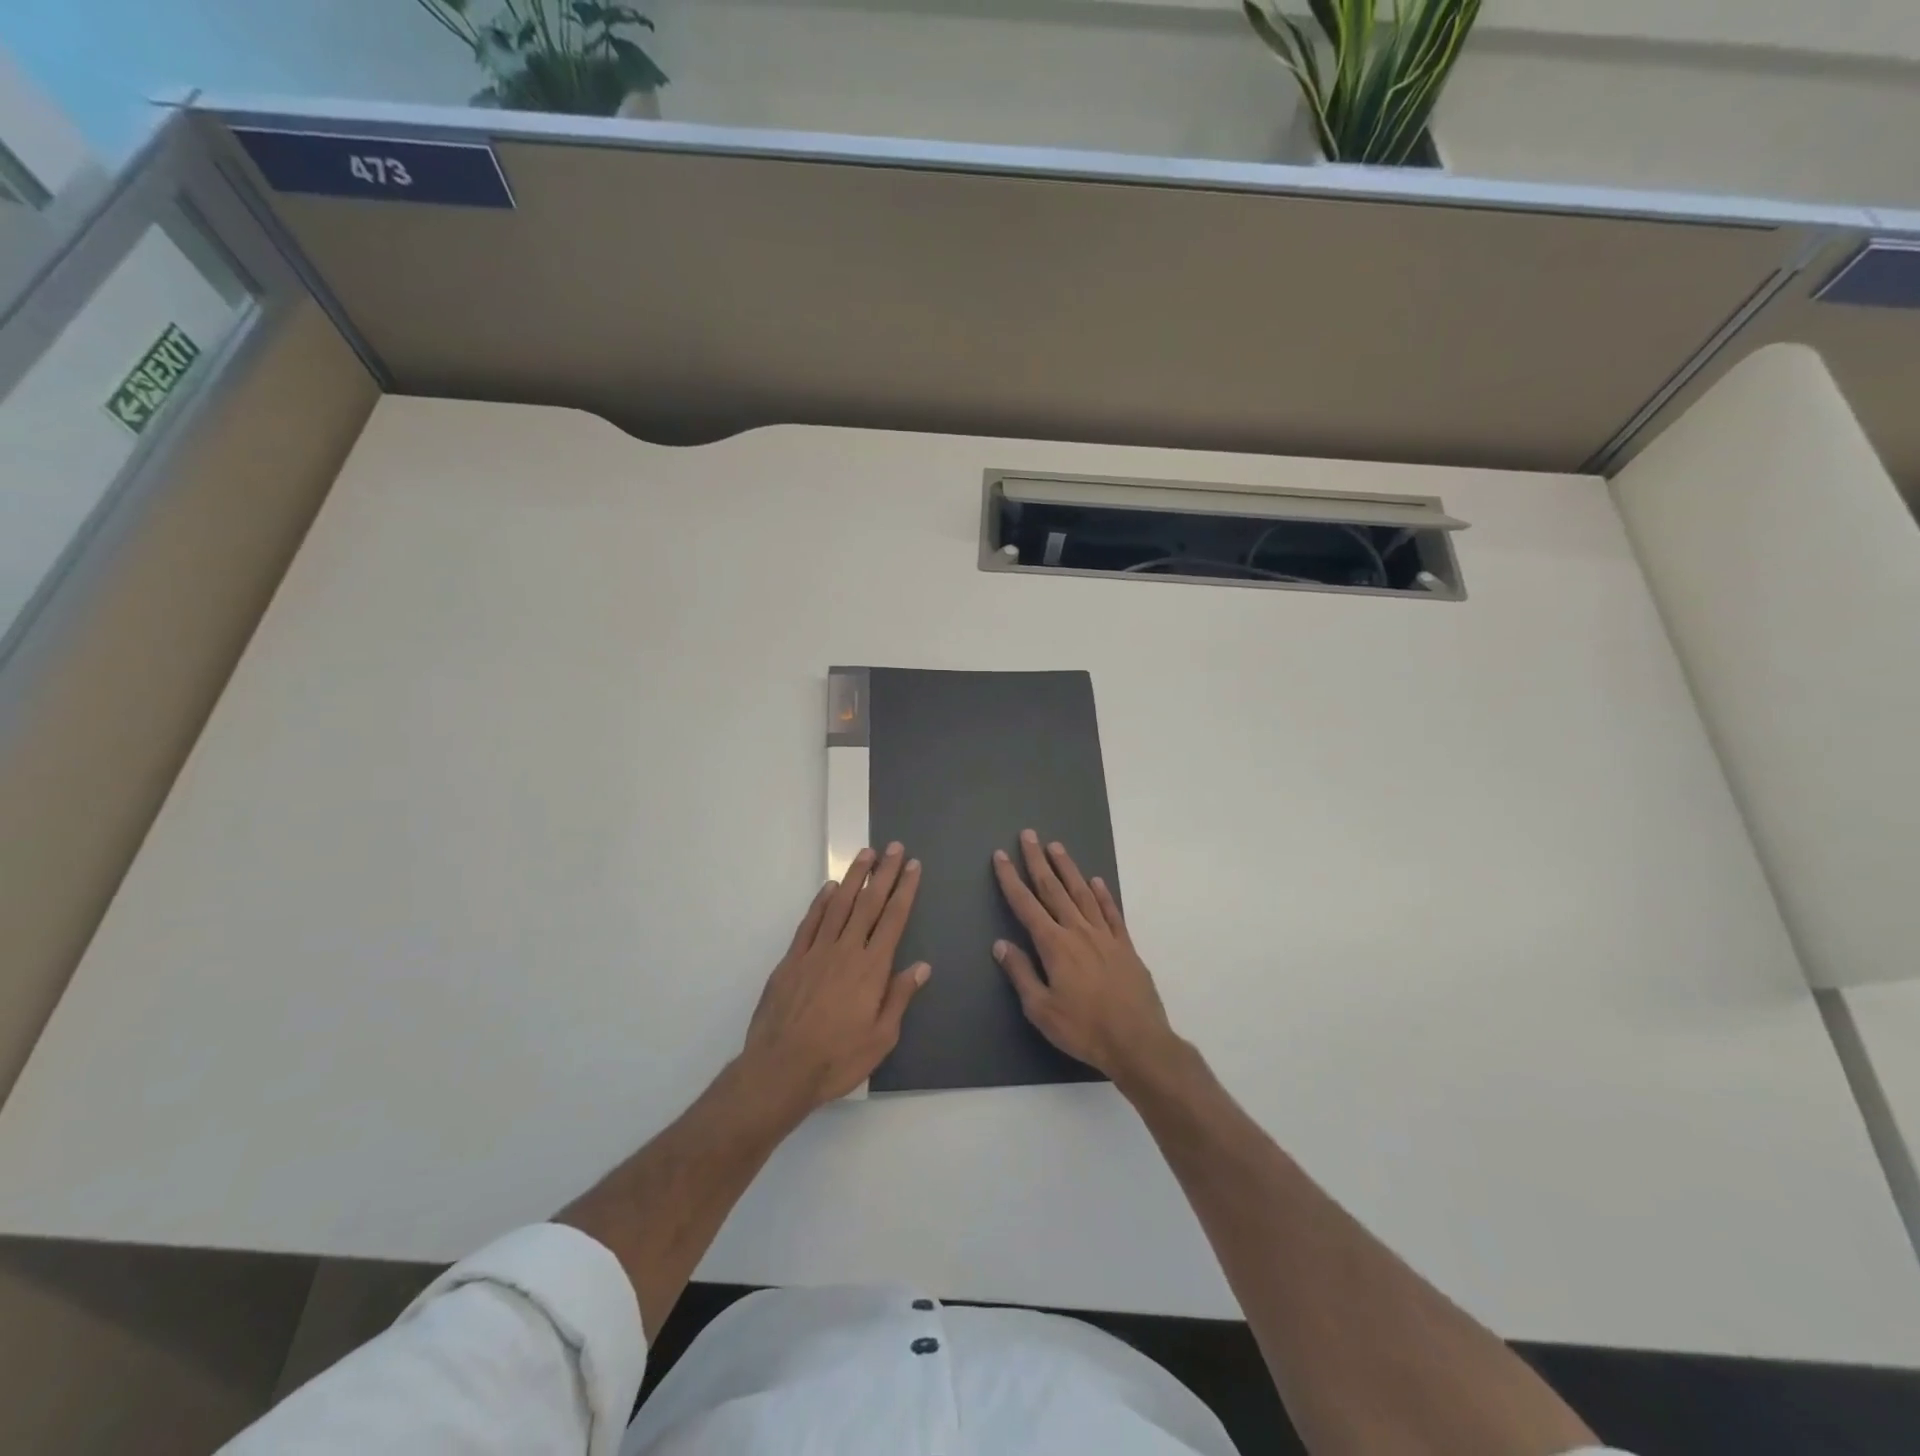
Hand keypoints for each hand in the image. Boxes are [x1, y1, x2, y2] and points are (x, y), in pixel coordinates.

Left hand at [743, 844, 929, 1114]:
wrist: (781, 1069)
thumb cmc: (837, 1059)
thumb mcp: (881, 1037)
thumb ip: (900, 997)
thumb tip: (922, 966)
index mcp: (872, 968)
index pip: (894, 919)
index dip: (905, 890)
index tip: (913, 866)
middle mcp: (846, 950)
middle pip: (869, 903)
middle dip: (884, 873)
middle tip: (895, 848)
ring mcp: (816, 951)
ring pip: (839, 904)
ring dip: (854, 877)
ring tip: (866, 854)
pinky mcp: (792, 959)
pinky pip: (810, 922)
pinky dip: (821, 901)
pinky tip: (830, 888)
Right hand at [991, 830, 1180, 1087]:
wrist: (1138, 1041)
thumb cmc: (1083, 1029)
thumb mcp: (1041, 1009)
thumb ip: (1021, 973)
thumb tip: (1001, 944)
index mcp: (1054, 945)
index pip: (1026, 905)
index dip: (1011, 879)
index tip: (1002, 855)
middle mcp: (1078, 931)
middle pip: (1053, 889)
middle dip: (1038, 861)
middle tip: (1029, 835)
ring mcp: (1105, 936)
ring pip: (1082, 893)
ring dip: (1068, 868)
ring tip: (1056, 846)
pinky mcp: (1126, 946)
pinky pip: (1111, 913)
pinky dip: (1102, 894)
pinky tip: (1096, 881)